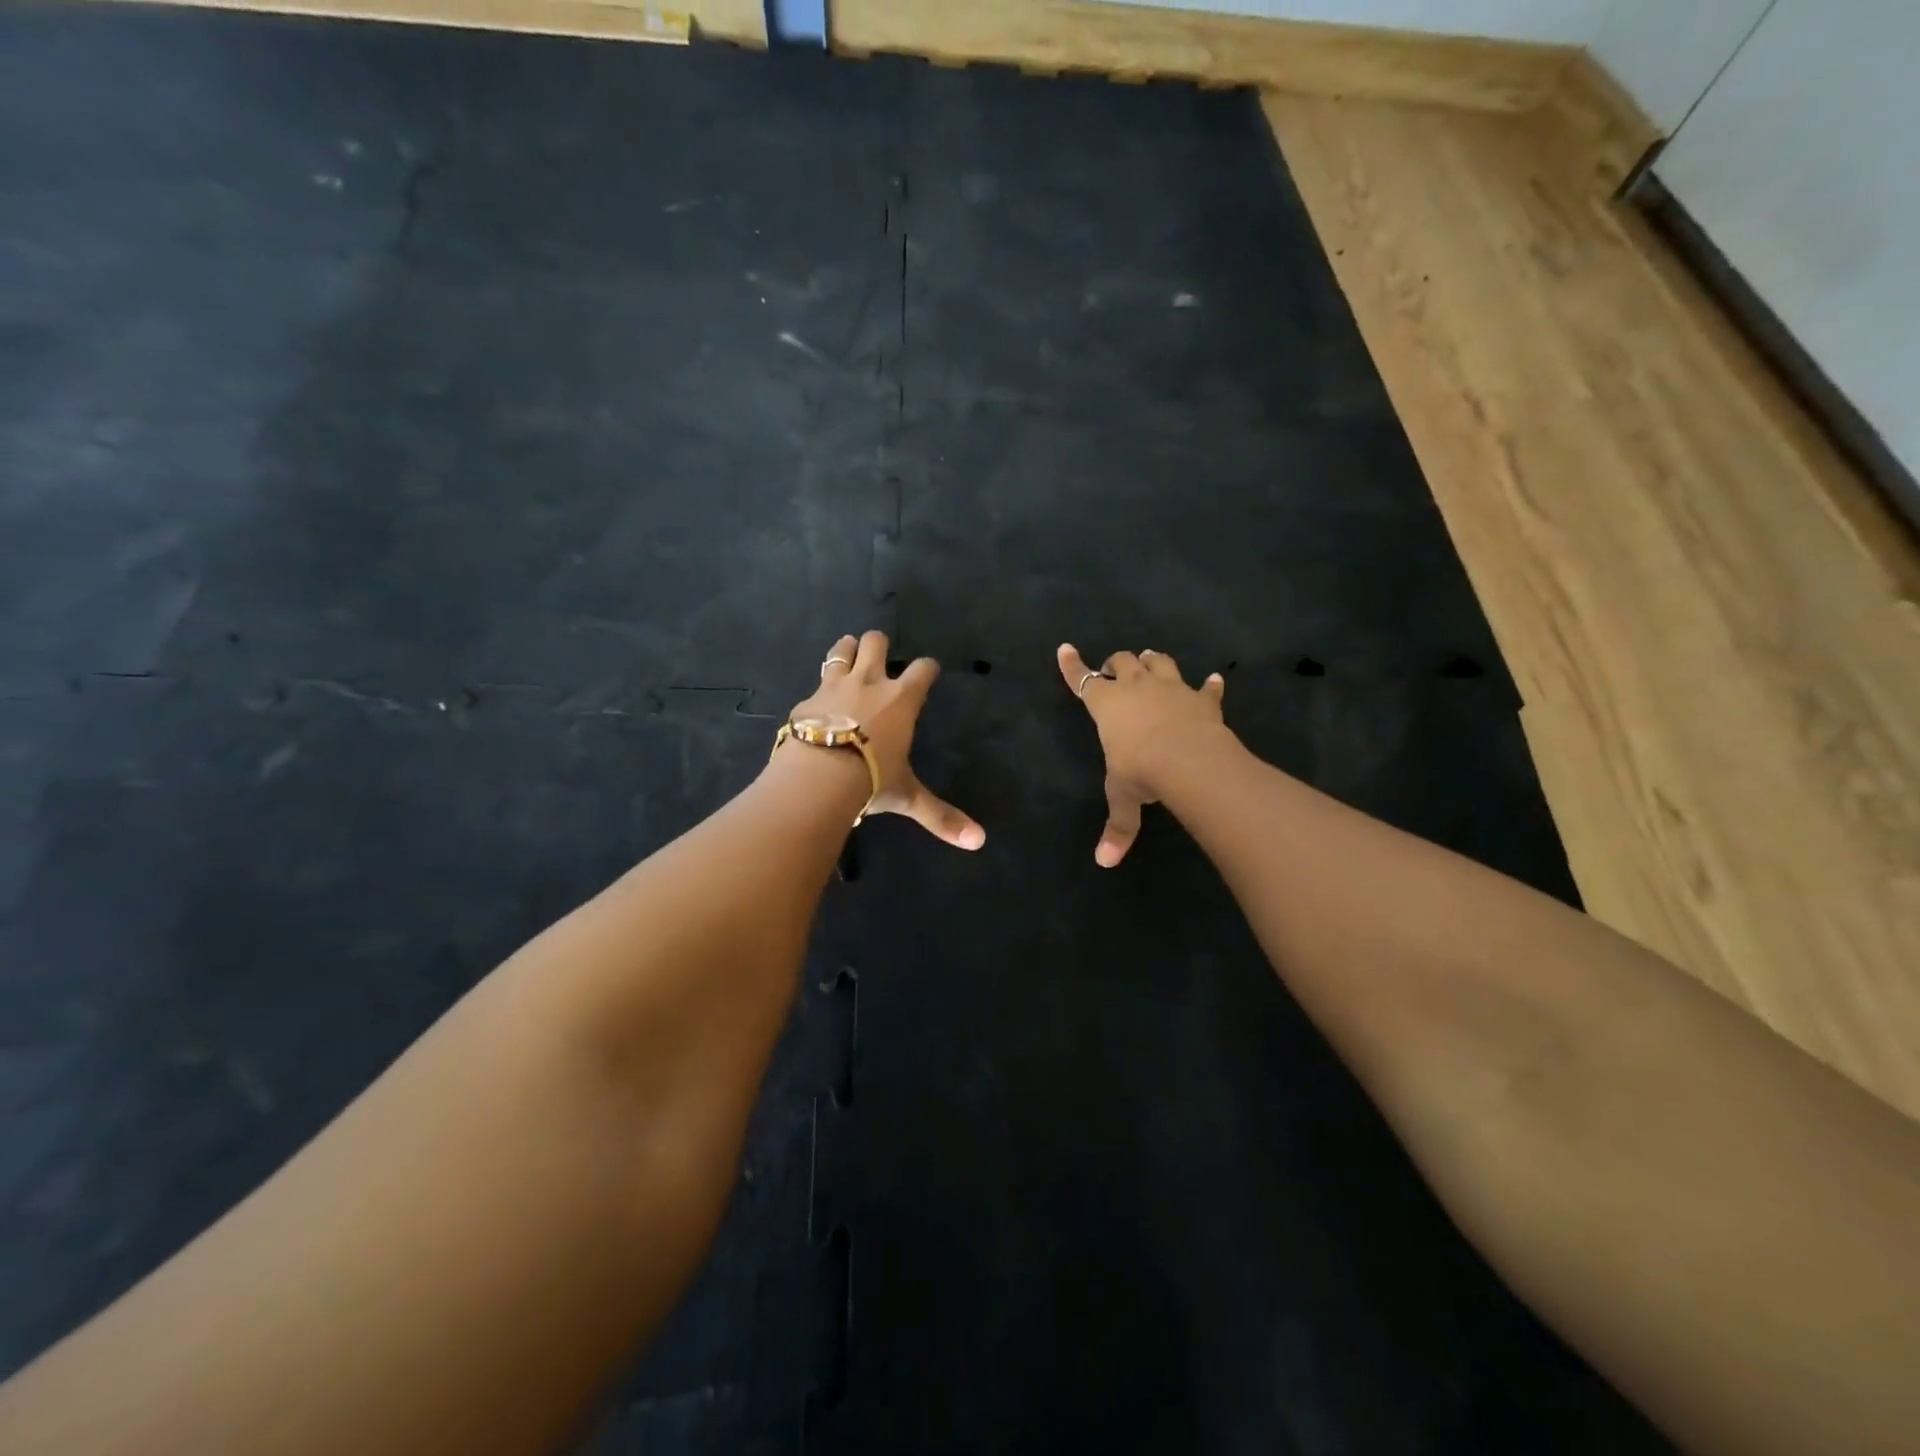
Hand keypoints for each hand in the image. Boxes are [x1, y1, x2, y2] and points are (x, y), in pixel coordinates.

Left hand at [785, 631, 984, 849]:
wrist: (818, 777)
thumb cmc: (872, 780)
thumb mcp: (907, 797)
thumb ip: (940, 815)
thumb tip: (978, 841)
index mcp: (901, 700)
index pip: (922, 670)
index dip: (927, 668)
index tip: (929, 670)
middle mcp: (869, 683)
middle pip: (876, 643)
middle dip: (879, 644)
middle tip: (879, 653)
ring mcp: (834, 687)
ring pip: (841, 650)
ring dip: (847, 648)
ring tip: (848, 651)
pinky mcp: (806, 701)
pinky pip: (815, 683)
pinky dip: (820, 688)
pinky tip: (818, 699)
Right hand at [1057, 643, 1225, 866]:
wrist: (1190, 761)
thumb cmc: (1142, 772)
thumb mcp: (1124, 799)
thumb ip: (1118, 827)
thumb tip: (1104, 862)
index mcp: (1107, 706)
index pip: (1082, 681)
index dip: (1072, 666)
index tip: (1065, 648)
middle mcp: (1136, 688)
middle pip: (1123, 662)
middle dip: (1116, 663)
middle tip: (1115, 668)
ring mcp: (1171, 688)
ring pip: (1159, 662)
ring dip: (1153, 660)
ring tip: (1151, 659)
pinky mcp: (1201, 699)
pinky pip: (1206, 687)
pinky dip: (1208, 684)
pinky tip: (1214, 680)